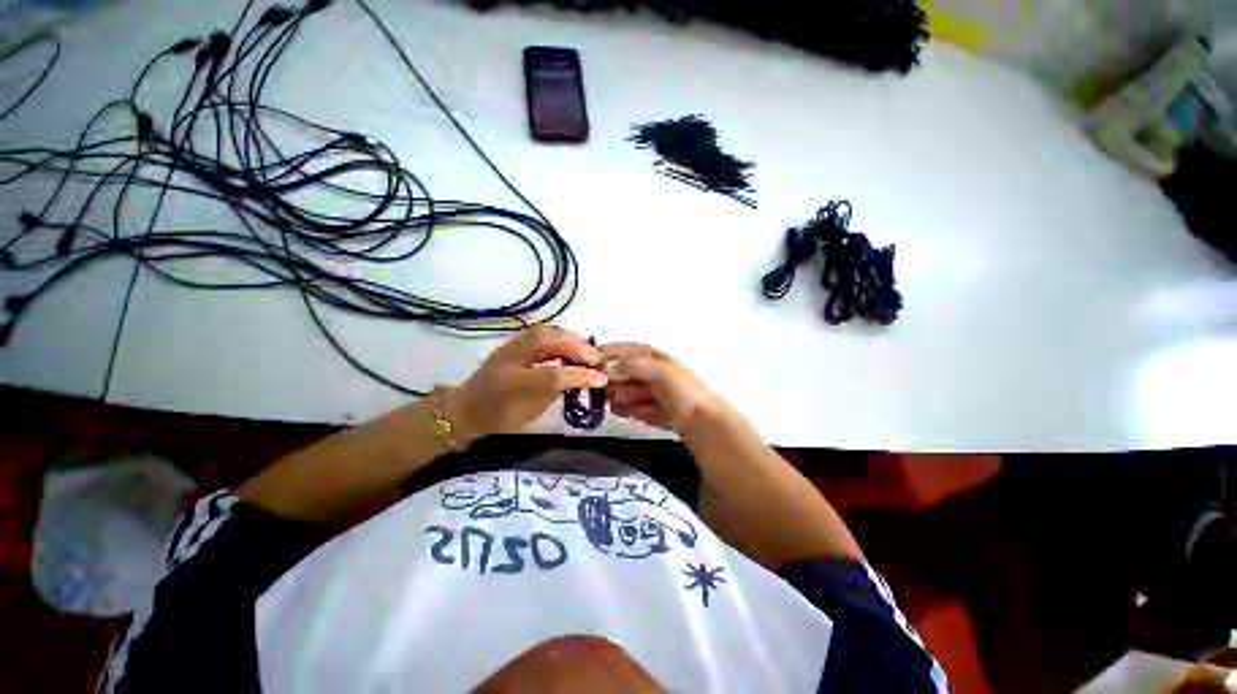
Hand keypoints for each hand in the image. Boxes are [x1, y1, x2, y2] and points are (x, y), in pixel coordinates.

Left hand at [452, 326, 606, 438]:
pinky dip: (560, 337)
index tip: (601, 378)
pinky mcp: (514, 341)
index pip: (553, 375)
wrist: (468, 407)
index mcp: (513, 381)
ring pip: (546, 331)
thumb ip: (556, 391)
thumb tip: (582, 377)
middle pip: (549, 340)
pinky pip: (541, 332)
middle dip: (578, 347)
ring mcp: (511, 345)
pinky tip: (571, 346)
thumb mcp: (531, 411)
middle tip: (596, 358)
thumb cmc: (501, 415)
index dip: (580, 375)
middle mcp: (511, 357)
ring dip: (570, 339)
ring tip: (586, 351)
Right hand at [601, 342, 723, 433]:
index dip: (604, 356)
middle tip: (624, 389)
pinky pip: (622, 407)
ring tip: (642, 402)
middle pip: (612, 373)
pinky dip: (630, 411)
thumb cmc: (682, 390)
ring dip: (624, 398)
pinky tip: (642, 412)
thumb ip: (632, 366)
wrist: (699, 421)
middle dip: (615, 383)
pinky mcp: (638, 408)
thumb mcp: (660, 371)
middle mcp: (640, 370)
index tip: (591, 366)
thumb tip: (606, 367)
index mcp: (646, 355)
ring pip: (615, 392)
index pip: (618, 350)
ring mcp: (639, 390)